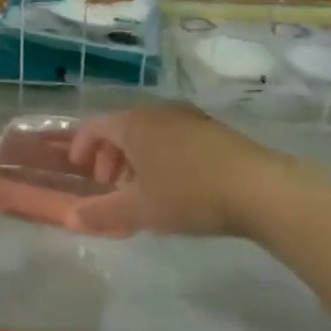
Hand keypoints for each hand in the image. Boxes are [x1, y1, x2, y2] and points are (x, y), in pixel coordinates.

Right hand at [67, 104, 276, 236]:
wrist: (259, 188)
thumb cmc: (189, 194)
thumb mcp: (139, 210)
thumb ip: (100, 214)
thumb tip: (70, 218)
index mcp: (134, 124)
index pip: (95, 126)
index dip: (81, 147)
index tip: (80, 172)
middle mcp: (158, 112)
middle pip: (122, 128)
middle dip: (109, 156)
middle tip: (110, 186)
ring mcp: (189, 117)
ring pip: (149, 133)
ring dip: (136, 158)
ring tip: (142, 190)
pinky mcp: (213, 129)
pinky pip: (173, 136)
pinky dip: (161, 155)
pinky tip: (175, 184)